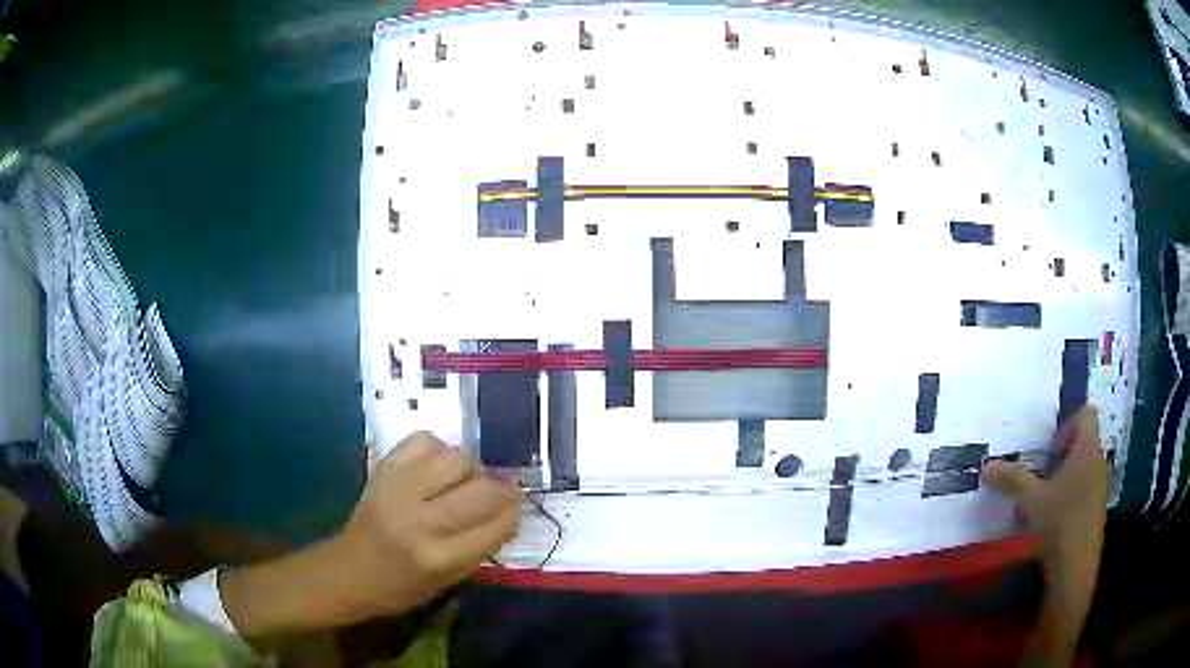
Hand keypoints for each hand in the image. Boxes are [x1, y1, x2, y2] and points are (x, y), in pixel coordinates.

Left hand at [338, 431, 521, 617]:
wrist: (349, 571)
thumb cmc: (401, 586)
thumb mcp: (448, 580)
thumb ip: (480, 547)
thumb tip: (508, 513)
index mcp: (441, 558)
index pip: (497, 525)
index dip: (513, 514)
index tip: (514, 509)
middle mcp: (421, 522)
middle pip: (481, 490)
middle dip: (501, 490)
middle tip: (500, 492)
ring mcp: (399, 490)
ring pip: (455, 459)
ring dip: (469, 469)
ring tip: (463, 480)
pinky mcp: (383, 470)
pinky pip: (423, 441)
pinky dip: (438, 449)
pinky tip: (436, 466)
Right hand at [981, 405, 1109, 665]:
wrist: (1075, 568)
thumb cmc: (1059, 522)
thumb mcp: (1031, 500)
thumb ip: (1011, 479)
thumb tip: (986, 465)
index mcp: (1087, 447)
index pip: (1086, 413)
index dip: (1067, 424)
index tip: (1049, 451)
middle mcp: (1099, 460)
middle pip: (1085, 441)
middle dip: (1063, 455)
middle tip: (1041, 476)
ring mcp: (1101, 485)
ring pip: (1085, 467)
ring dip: (1066, 477)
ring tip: (1044, 500)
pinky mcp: (1098, 508)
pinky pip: (1086, 489)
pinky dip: (1071, 496)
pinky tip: (1053, 520)